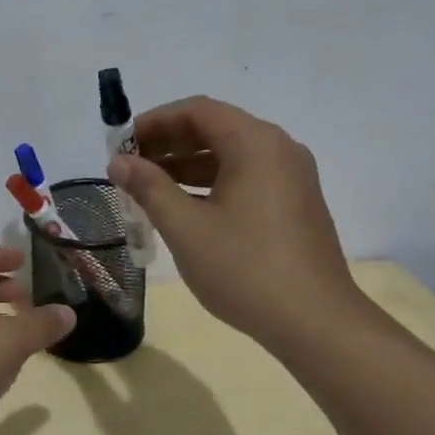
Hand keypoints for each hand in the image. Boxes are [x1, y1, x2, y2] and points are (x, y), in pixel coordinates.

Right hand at [107, 96, 370, 349]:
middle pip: (215, 128)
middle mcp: (278, 150)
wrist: (315, 323)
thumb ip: (149, 188)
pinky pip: (245, 177)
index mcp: (255, 144)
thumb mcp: (186, 227)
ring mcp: (291, 177)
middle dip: (168, 143)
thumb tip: (118, 162)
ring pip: (229, 155)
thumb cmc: (245, 269)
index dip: (154, 122)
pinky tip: (182, 207)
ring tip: (146, 188)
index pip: (197, 111)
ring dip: (186, 164)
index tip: (121, 144)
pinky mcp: (294, 203)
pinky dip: (209, 183)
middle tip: (128, 166)